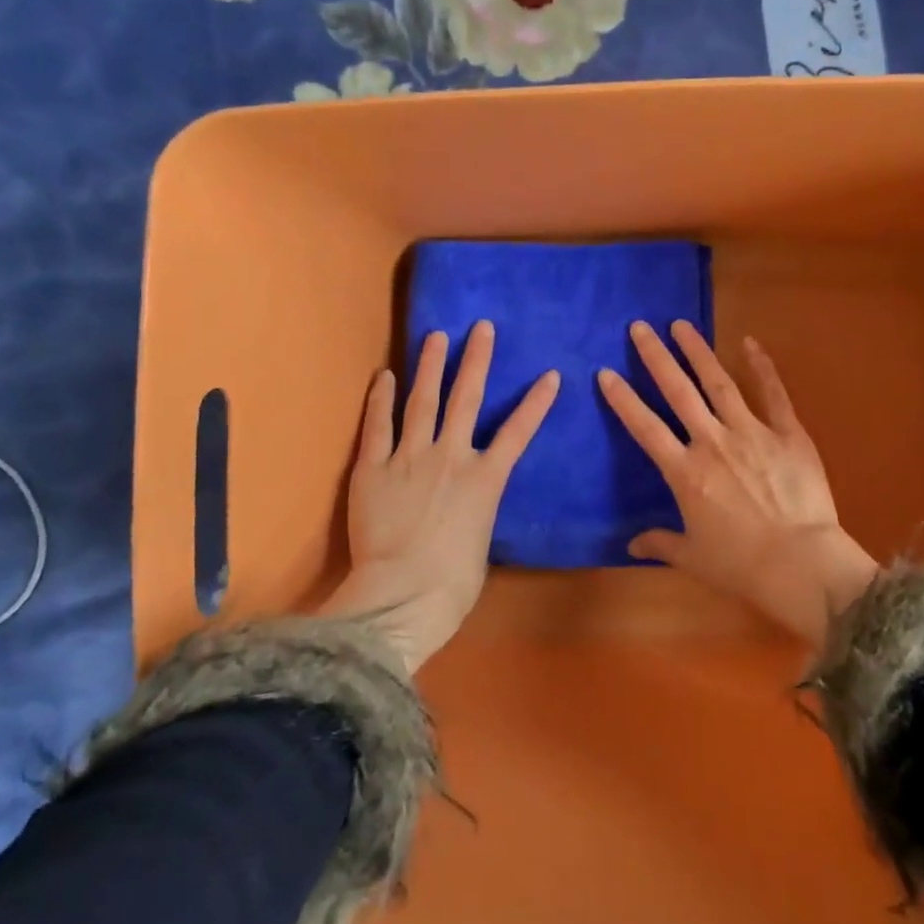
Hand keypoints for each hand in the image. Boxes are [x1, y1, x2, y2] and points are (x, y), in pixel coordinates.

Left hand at [322, 321, 559, 673]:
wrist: (402, 595)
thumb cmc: (452, 583)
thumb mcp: (479, 543)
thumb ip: (475, 512)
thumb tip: (467, 506)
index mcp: (485, 480)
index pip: (518, 432)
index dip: (536, 402)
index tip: (550, 374)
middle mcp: (450, 457)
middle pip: (466, 399)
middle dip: (476, 360)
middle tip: (481, 328)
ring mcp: (409, 458)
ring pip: (423, 401)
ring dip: (430, 366)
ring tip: (436, 336)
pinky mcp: (372, 468)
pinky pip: (377, 425)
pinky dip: (381, 398)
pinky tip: (385, 375)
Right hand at [598, 321, 876, 644]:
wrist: (801, 564)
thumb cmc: (741, 565)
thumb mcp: (692, 557)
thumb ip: (660, 543)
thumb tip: (631, 544)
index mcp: (685, 472)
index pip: (645, 427)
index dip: (623, 399)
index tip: (606, 372)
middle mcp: (712, 442)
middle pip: (678, 391)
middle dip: (656, 357)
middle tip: (640, 327)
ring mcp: (752, 433)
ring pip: (719, 383)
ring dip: (698, 352)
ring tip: (681, 325)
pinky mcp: (788, 434)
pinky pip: (773, 393)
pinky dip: (761, 366)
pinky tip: (749, 342)